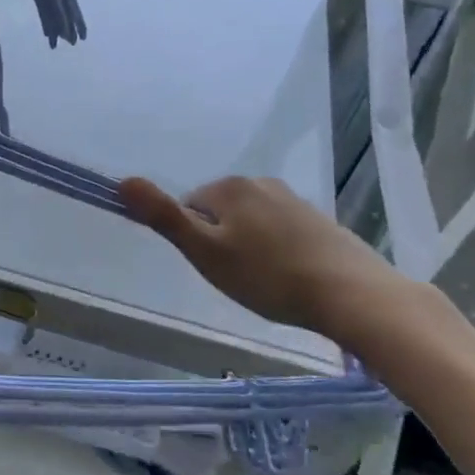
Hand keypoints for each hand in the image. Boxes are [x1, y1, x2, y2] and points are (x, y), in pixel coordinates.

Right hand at [119, 174, 417, 345]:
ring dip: (250, 248)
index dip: (195, 241)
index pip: (189, 208)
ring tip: (266, 282)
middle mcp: (260, 183)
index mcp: (228, 187)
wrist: (351, 294)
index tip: (215, 268)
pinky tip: (290, 278)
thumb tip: (123, 181)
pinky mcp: (318, 220)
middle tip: (238, 278)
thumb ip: (163, 217)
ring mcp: (293, 200)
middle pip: (220, 213)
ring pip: (251, 223)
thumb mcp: (205, 252)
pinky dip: (278, 252)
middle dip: (222, 242)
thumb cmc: (268, 276)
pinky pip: (280, 232)